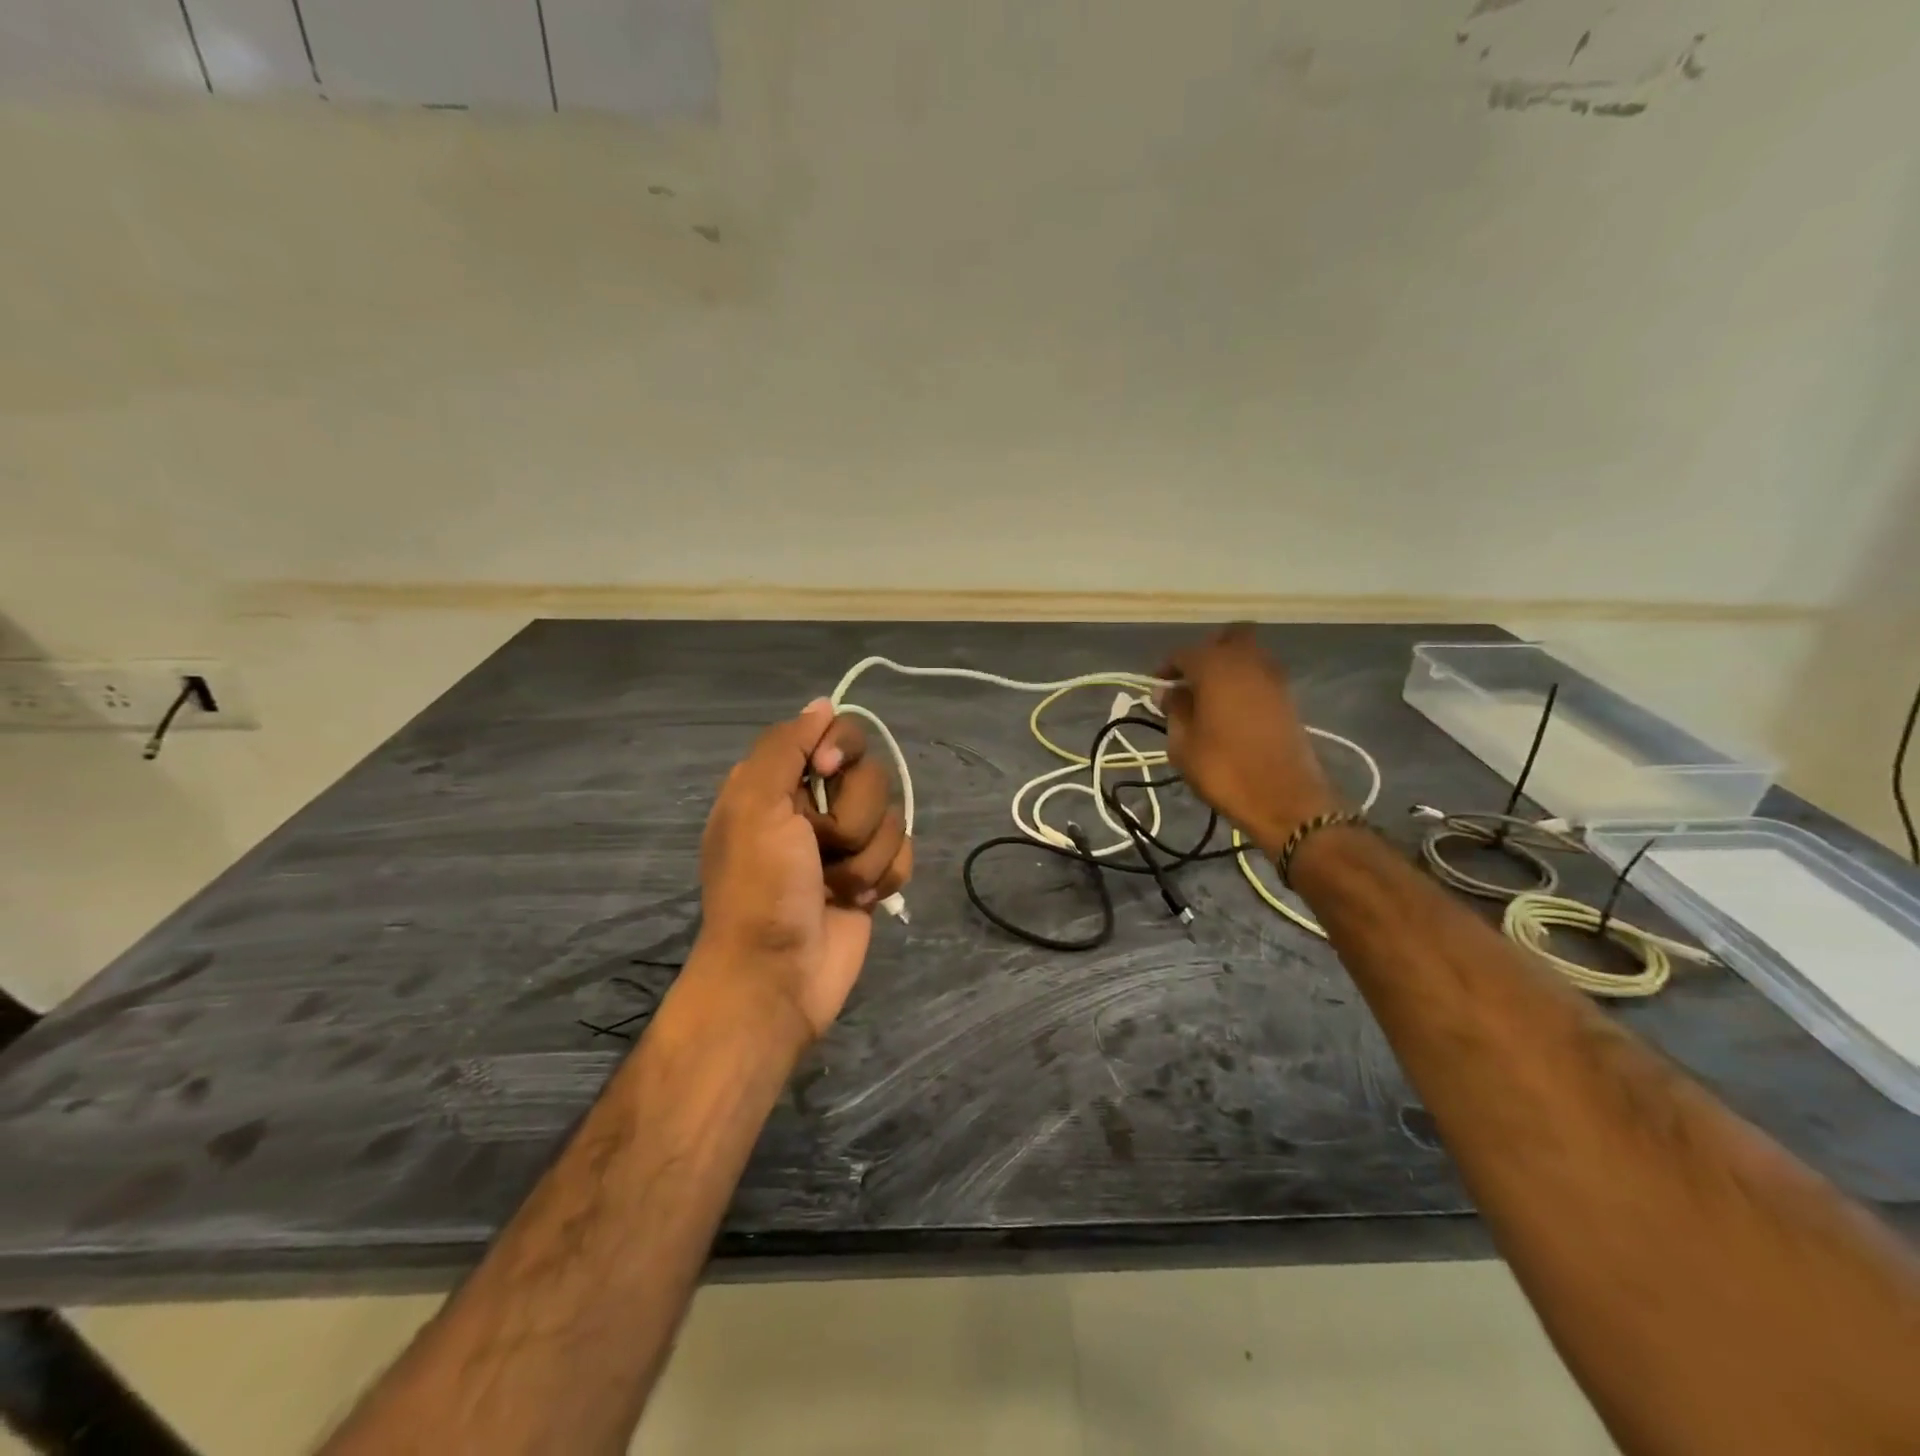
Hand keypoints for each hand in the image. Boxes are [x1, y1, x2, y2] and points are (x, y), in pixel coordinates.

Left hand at [694, 699, 911, 1038]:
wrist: (778, 975)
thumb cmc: (760, 888)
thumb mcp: (755, 804)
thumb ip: (785, 746)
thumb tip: (822, 704)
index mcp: (779, 784)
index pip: (834, 733)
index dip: (841, 748)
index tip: (827, 769)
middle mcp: (815, 806)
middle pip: (872, 775)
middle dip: (852, 816)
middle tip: (820, 847)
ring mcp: (847, 844)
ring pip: (892, 817)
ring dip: (865, 856)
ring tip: (835, 887)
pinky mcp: (873, 876)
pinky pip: (905, 853)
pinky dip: (884, 876)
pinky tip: (859, 899)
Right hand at [1156, 624, 1342, 855]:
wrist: (1285, 800)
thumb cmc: (1224, 770)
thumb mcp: (1183, 744)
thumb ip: (1174, 710)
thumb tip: (1168, 691)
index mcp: (1216, 667)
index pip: (1184, 653)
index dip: (1167, 668)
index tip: (1157, 688)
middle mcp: (1247, 662)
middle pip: (1228, 637)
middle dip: (1207, 651)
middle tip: (1190, 679)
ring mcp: (1274, 678)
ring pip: (1249, 654)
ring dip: (1228, 666)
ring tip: (1208, 697)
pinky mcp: (1289, 698)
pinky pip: (1261, 675)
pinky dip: (1245, 683)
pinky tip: (1230, 709)